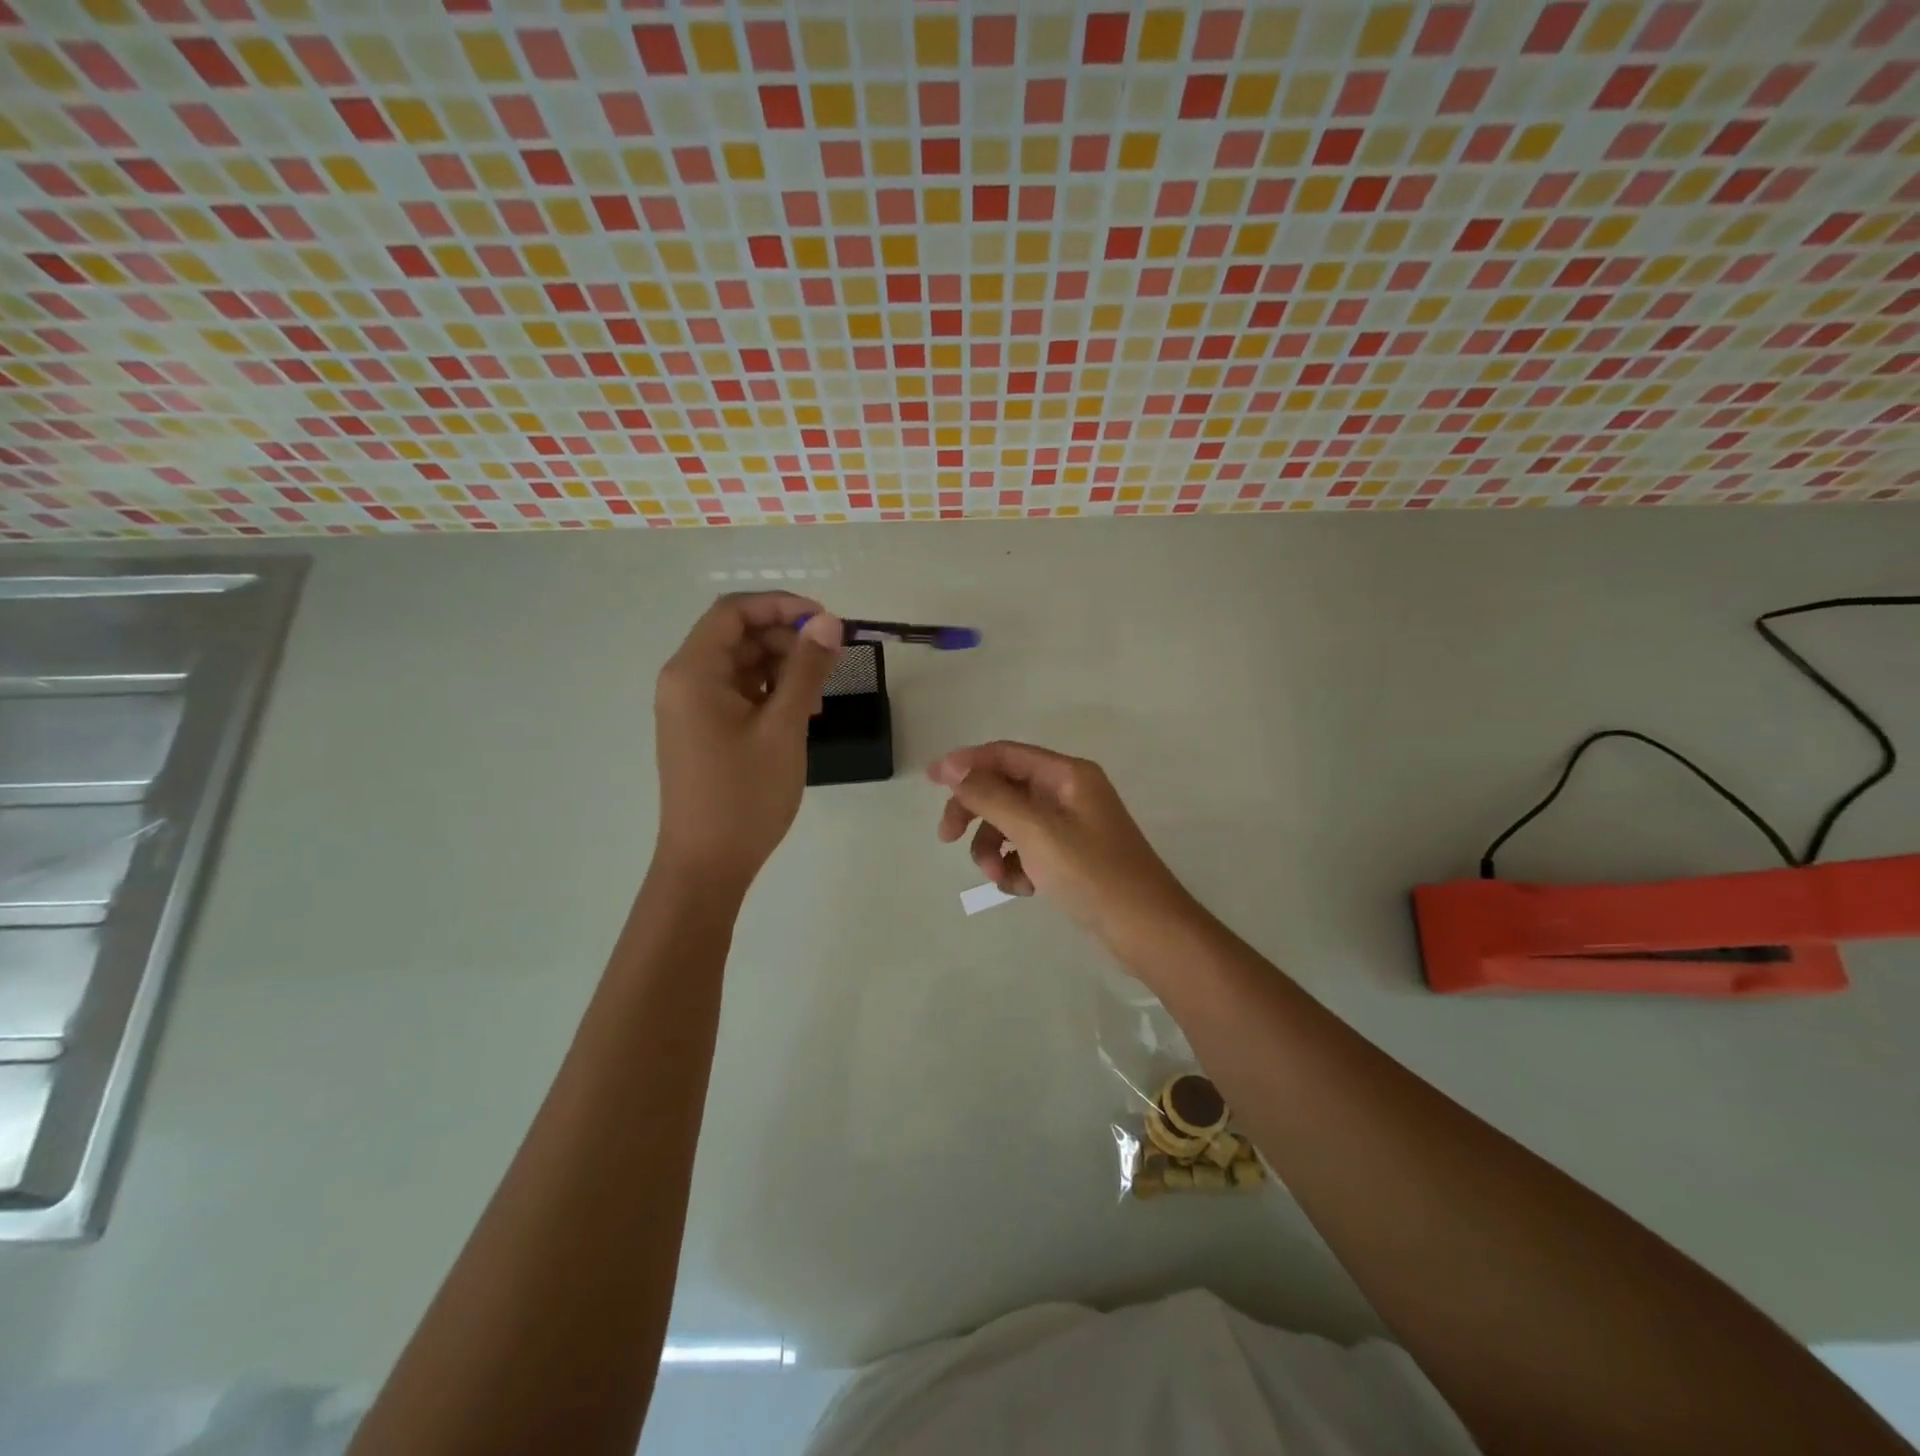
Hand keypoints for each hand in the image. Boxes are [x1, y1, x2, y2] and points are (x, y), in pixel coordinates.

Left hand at [653, 594, 841, 892]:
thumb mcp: (784, 727)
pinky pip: (738, 693)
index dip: (782, 606)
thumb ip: (806, 669)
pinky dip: (770, 693)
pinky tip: (800, 715)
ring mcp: (691, 708)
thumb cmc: (744, 795)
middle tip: (830, 664)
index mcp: (693, 672)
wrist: (707, 865)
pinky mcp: (702, 730)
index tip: (827, 623)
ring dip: (782, 669)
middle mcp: (684, 681)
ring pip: (741, 665)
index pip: (734, 612)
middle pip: (738, 636)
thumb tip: (828, 622)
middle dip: (786, 641)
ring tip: (819, 699)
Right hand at [928, 741, 1192, 941]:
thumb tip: (954, 767)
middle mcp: (1068, 792)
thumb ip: (991, 796)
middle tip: (947, 838)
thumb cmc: (1092, 873)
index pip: (1005, 754)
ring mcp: (1070, 826)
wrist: (1147, 930)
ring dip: (995, 848)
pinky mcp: (1070, 857)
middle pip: (1004, 789)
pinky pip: (1027, 850)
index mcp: (1067, 775)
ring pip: (1012, 824)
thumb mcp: (1035, 830)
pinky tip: (1022, 889)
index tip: (930, 780)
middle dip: (975, 813)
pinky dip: (1016, 867)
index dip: (966, 763)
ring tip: (998, 877)